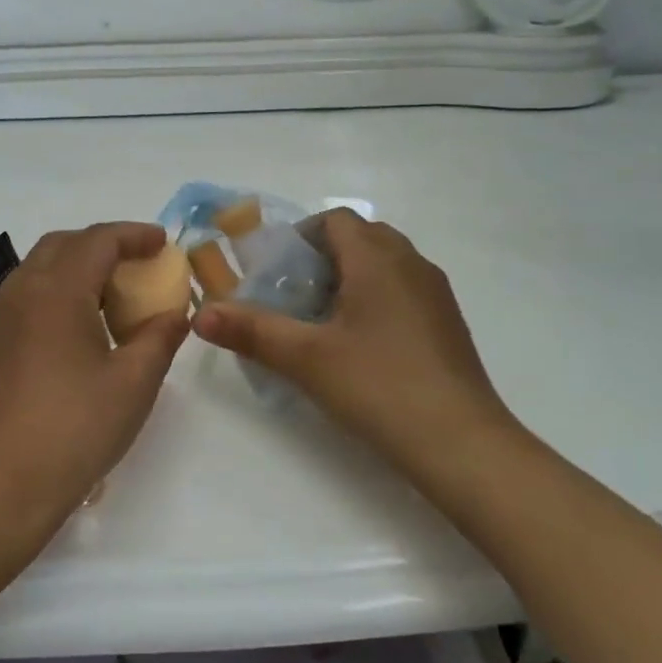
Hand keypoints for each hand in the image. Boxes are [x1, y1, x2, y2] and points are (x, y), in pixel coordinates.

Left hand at [0, 223, 188, 522]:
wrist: (3, 485)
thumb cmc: (77, 429)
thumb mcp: (134, 382)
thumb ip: (160, 337)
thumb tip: (176, 314)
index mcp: (56, 291)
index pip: (98, 241)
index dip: (134, 235)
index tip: (162, 243)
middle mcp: (20, 292)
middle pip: (62, 245)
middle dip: (102, 244)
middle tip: (135, 264)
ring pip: (37, 270)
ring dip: (74, 268)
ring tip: (107, 296)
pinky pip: (22, 299)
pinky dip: (52, 294)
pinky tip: (71, 331)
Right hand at [192, 210, 511, 471]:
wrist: (461, 443)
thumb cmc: (379, 387)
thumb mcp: (306, 359)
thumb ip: (251, 331)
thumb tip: (200, 314)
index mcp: (378, 259)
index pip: (335, 219)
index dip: (301, 235)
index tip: (276, 271)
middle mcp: (411, 264)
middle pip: (361, 237)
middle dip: (322, 257)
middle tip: (294, 295)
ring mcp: (435, 294)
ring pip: (385, 264)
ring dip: (350, 278)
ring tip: (322, 321)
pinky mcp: (447, 323)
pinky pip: (403, 290)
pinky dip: (376, 299)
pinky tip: (360, 345)